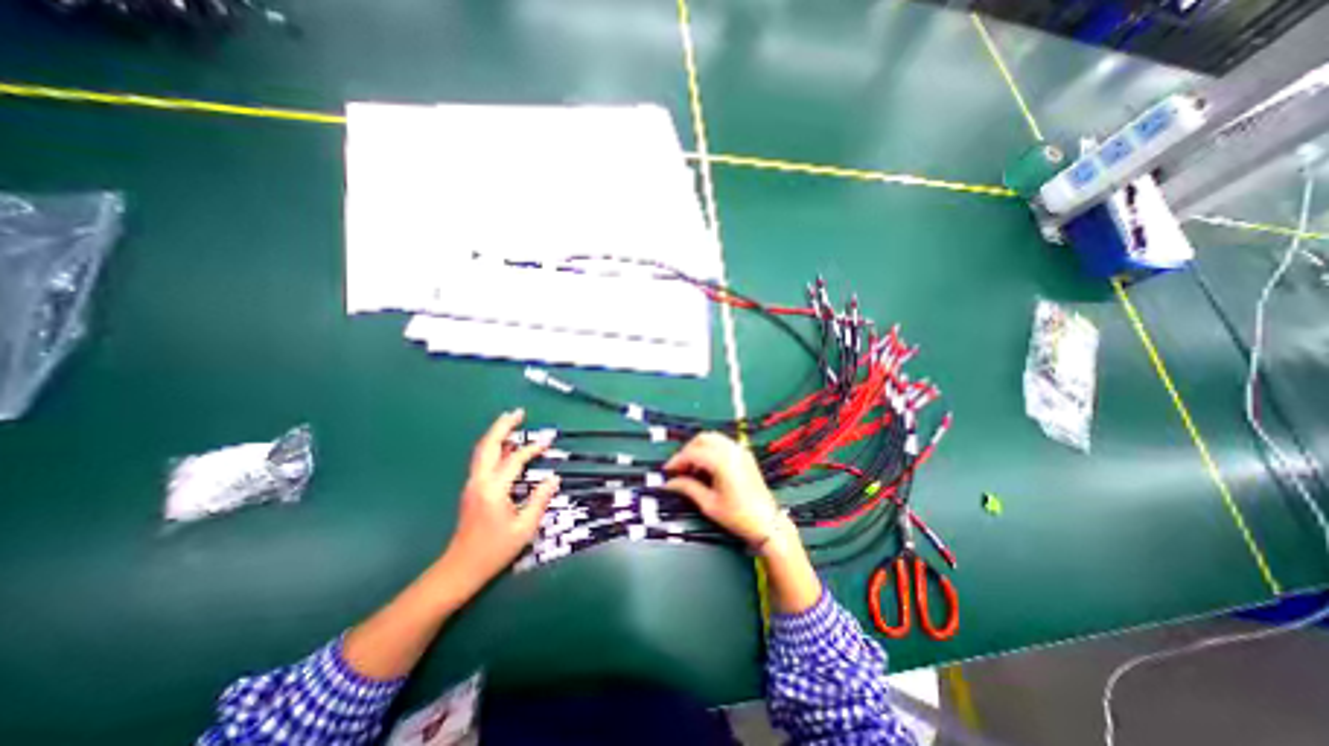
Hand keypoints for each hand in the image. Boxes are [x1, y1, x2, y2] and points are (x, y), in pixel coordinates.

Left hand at [440, 409, 556, 592]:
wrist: (461, 568)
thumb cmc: (495, 550)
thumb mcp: (524, 528)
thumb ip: (540, 500)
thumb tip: (553, 479)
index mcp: (493, 490)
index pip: (514, 460)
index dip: (532, 448)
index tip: (548, 439)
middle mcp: (479, 482)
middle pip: (488, 445)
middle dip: (502, 426)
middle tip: (519, 412)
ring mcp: (472, 484)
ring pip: (482, 451)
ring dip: (496, 433)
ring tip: (512, 421)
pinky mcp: (472, 489)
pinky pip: (483, 460)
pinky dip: (494, 446)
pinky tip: (505, 446)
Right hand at [661, 430, 779, 547]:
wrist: (767, 523)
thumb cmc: (737, 516)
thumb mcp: (709, 504)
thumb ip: (688, 488)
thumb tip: (669, 483)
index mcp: (722, 461)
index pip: (693, 452)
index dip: (677, 460)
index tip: (667, 471)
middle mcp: (731, 450)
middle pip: (702, 438)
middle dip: (688, 450)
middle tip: (679, 468)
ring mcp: (740, 450)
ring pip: (713, 438)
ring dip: (699, 448)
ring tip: (691, 468)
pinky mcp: (745, 455)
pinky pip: (723, 444)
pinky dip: (711, 449)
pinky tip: (706, 467)